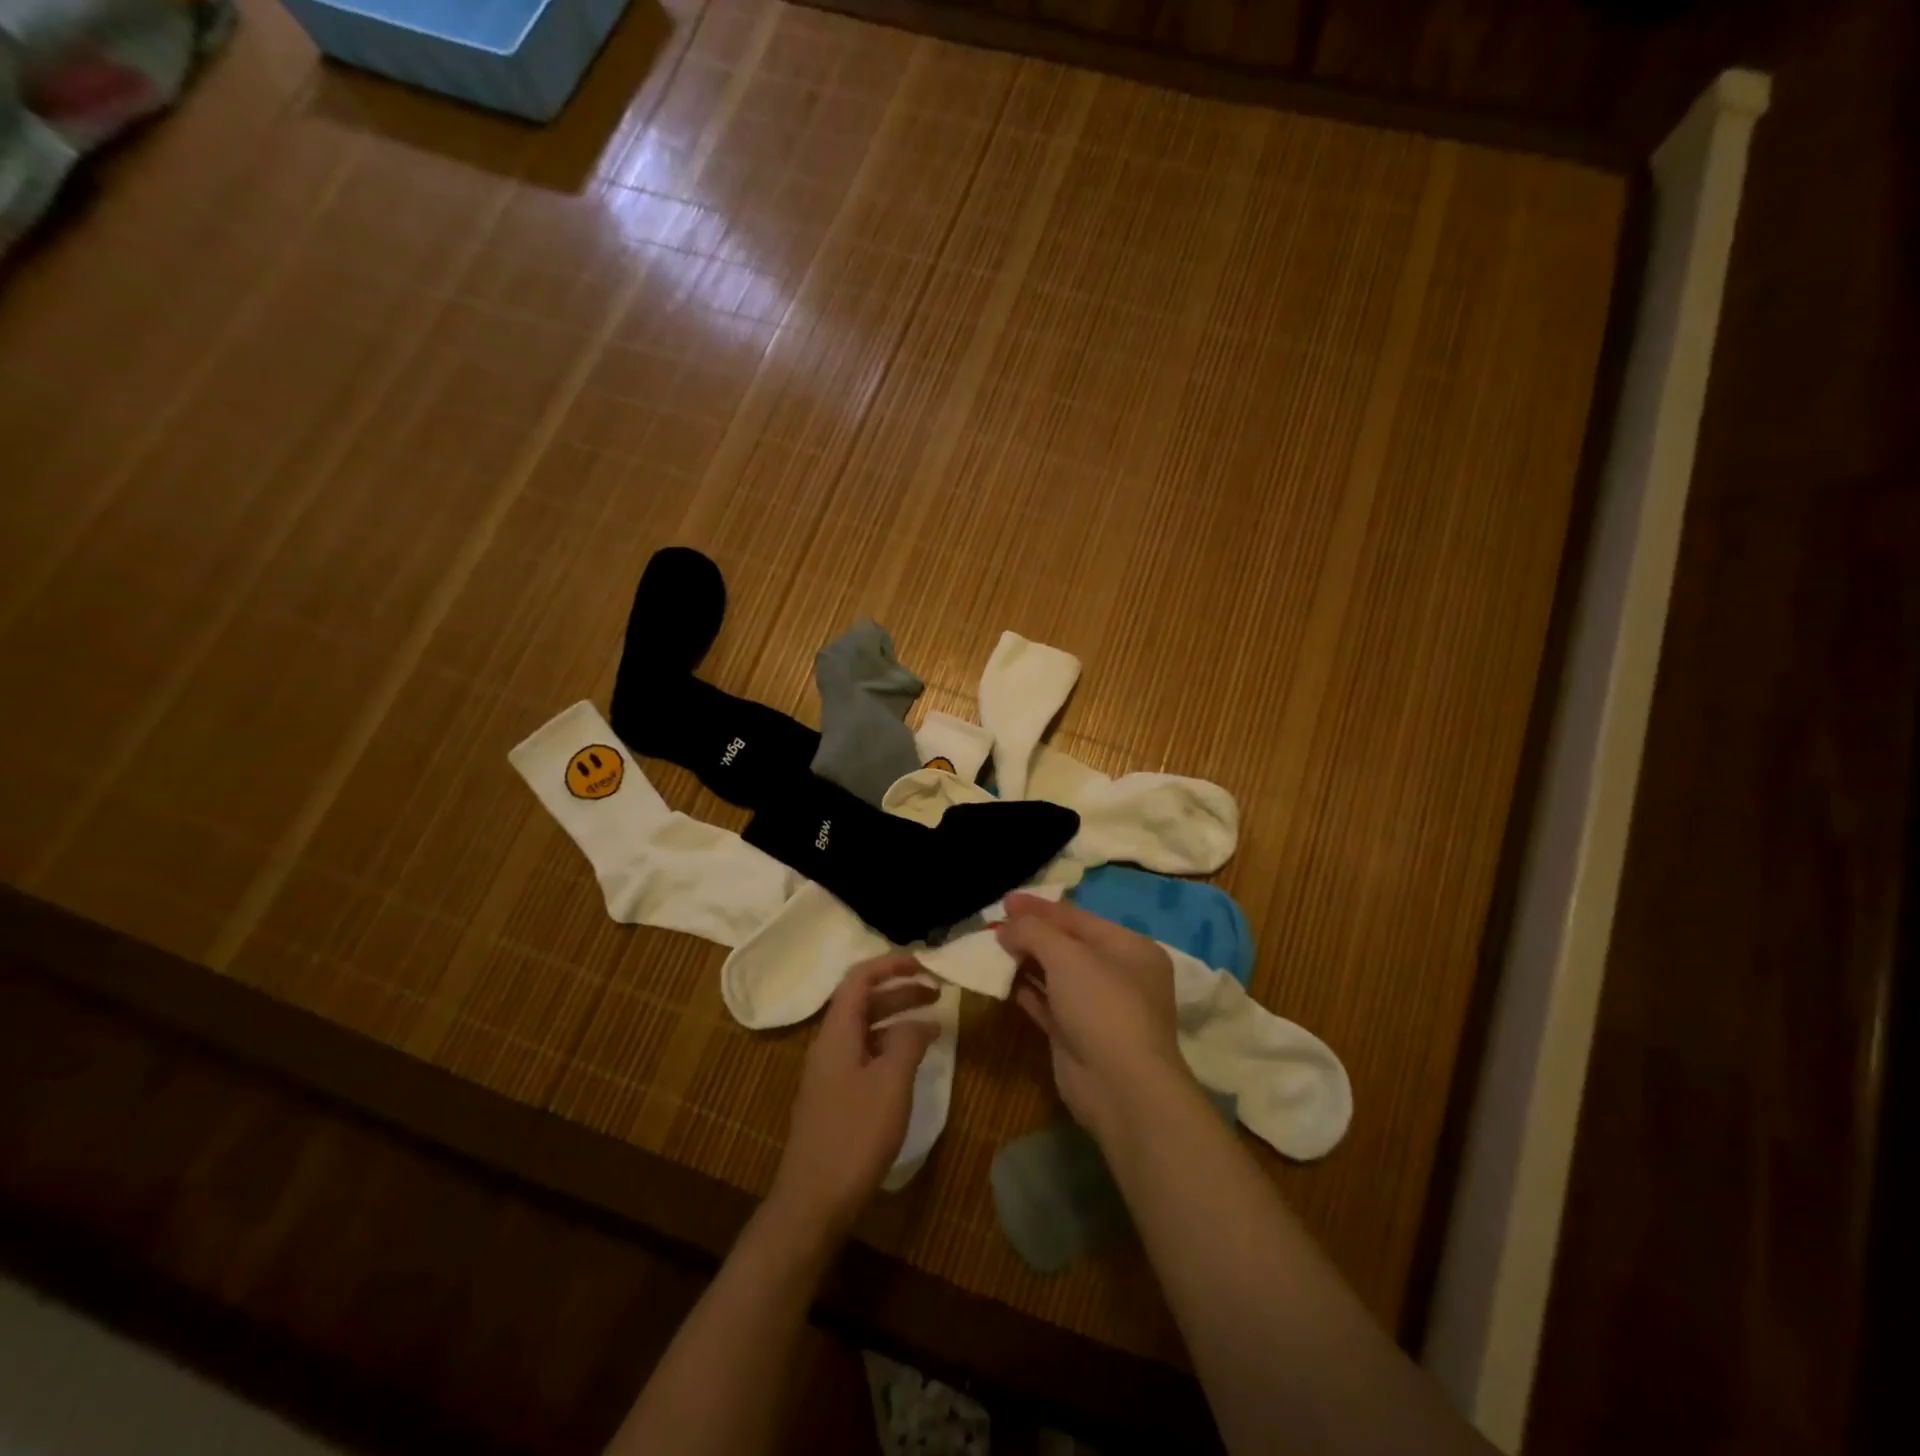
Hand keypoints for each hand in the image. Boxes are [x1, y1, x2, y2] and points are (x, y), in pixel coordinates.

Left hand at [768, 954, 938, 1236]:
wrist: (813, 1202)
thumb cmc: (854, 1135)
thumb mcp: (891, 1082)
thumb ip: (907, 1042)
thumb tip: (920, 1021)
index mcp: (837, 1032)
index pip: (859, 978)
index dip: (890, 964)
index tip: (925, 964)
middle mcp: (829, 1045)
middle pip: (863, 1001)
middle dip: (900, 990)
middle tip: (938, 992)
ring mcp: (830, 1073)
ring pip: (866, 1030)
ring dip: (897, 1019)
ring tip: (934, 1025)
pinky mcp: (835, 1099)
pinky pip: (865, 1055)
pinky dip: (890, 1047)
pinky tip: (912, 1063)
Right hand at [995, 894, 1189, 1136]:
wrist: (1120, 1087)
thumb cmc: (1102, 1005)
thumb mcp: (1068, 955)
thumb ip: (1034, 932)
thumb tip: (1006, 928)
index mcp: (1130, 948)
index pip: (1078, 918)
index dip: (1040, 908)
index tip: (1006, 900)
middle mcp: (1118, 975)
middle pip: (1067, 945)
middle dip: (1031, 934)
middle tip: (994, 924)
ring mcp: (1097, 1009)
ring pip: (1055, 975)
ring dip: (1025, 961)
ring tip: (990, 948)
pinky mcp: (1076, 1036)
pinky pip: (1047, 1004)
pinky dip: (1025, 991)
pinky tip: (1000, 980)